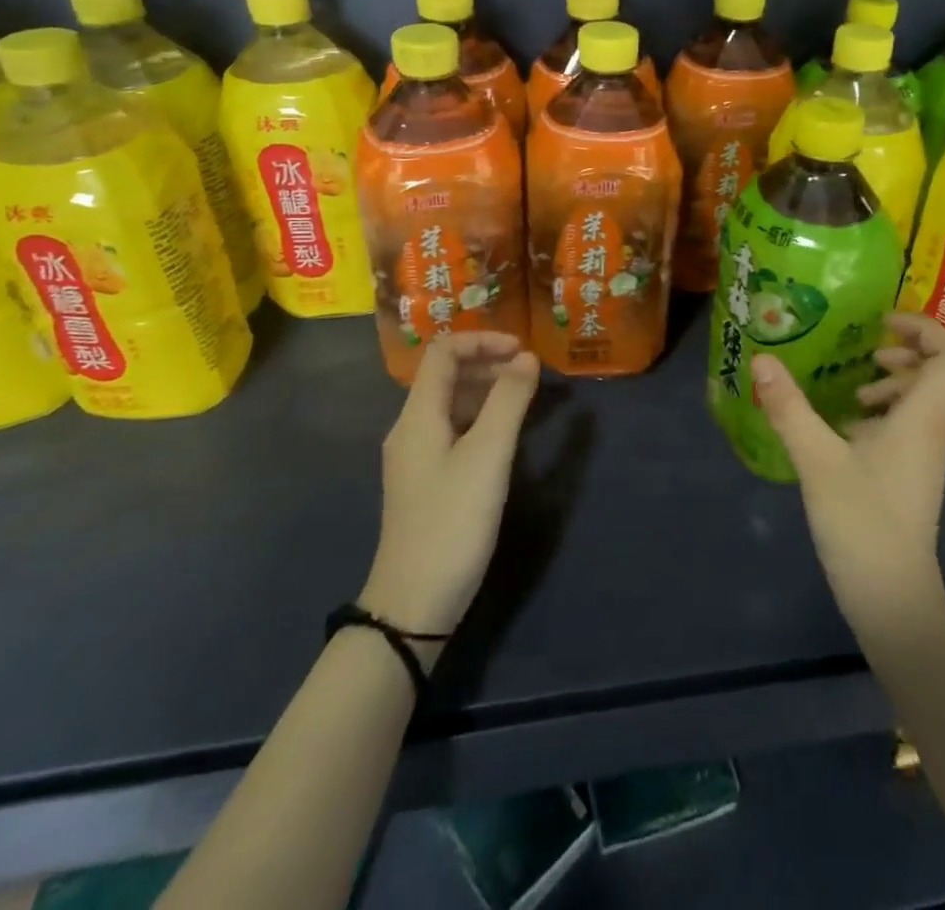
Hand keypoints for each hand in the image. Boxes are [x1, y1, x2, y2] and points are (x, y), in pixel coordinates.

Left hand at [359, 333, 540, 655]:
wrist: (413, 605)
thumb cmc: (452, 522)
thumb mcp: (488, 456)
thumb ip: (509, 401)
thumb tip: (527, 357)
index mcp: (418, 415)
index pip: (444, 352)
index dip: (483, 340)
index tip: (524, 350)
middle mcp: (411, 428)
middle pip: (446, 375)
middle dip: (490, 364)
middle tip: (532, 375)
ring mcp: (417, 456)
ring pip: (452, 404)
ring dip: (488, 391)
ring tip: (527, 400)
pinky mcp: (427, 481)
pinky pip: (454, 431)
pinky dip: (482, 419)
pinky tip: (507, 437)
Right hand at [752, 312, 944, 643]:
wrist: (892, 596)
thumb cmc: (861, 524)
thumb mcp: (817, 460)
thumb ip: (790, 408)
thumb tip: (762, 360)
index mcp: (922, 420)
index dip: (925, 329)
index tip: (883, 323)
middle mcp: (935, 431)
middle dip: (916, 349)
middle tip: (875, 347)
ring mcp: (929, 455)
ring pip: (934, 399)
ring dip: (902, 380)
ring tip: (859, 386)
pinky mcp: (916, 474)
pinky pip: (917, 423)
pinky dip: (892, 409)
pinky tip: (851, 425)